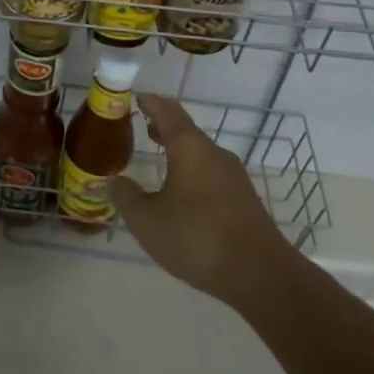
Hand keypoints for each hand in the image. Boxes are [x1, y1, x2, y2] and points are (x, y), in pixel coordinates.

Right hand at [110, 95, 288, 303]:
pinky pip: (212, 174)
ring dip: (179, 151)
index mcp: (190, 148)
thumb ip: (126, 197)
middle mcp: (214, 154)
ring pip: (201, 153)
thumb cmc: (197, 237)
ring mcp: (234, 177)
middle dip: (164, 127)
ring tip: (160, 158)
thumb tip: (112, 180)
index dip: (150, 102)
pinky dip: (193, 171)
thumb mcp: (147, 220)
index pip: (168, 111)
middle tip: (143, 126)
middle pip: (187, 131)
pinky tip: (184, 194)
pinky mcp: (245, 200)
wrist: (262, 276)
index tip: (136, 98)